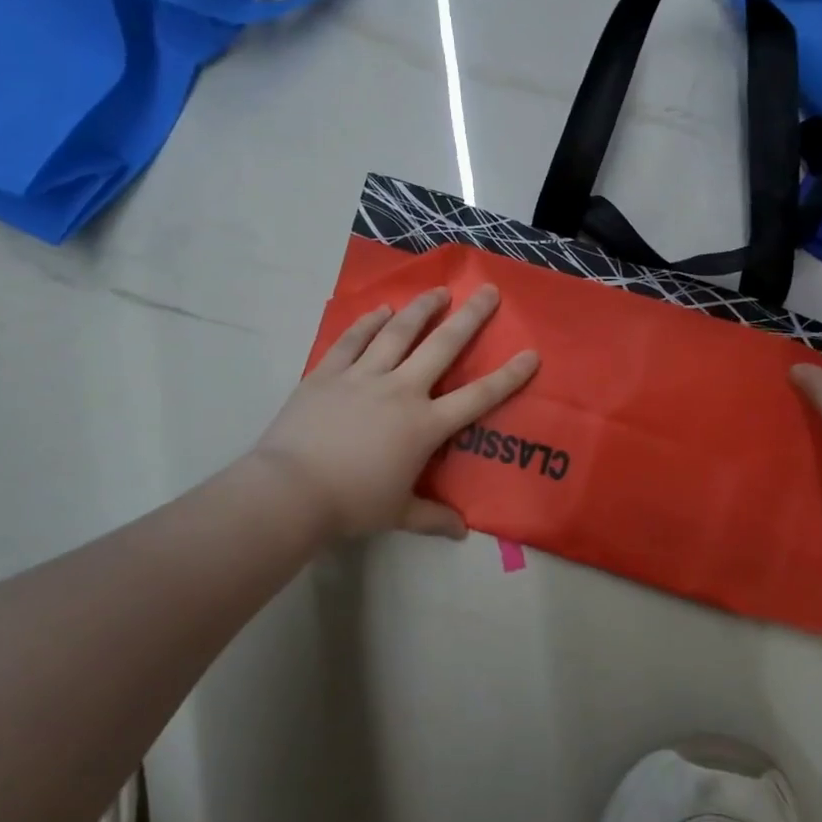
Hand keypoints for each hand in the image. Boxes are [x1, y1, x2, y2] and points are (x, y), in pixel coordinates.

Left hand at [251, 285, 538, 540]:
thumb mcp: (399, 514)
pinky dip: (368, 323)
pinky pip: (353, 340)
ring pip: (398, 333)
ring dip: (421, 309)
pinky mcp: (328, 373)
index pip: (478, 397)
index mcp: (425, 425)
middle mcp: (401, 391)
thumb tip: (461, 531)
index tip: (531, 353)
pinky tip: (381, 309)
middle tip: (488, 291)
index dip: (508, 376)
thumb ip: (433, 518)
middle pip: (442, 346)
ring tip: (438, 290)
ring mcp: (363, 377)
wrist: (291, 491)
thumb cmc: (352, 504)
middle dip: (470, 317)